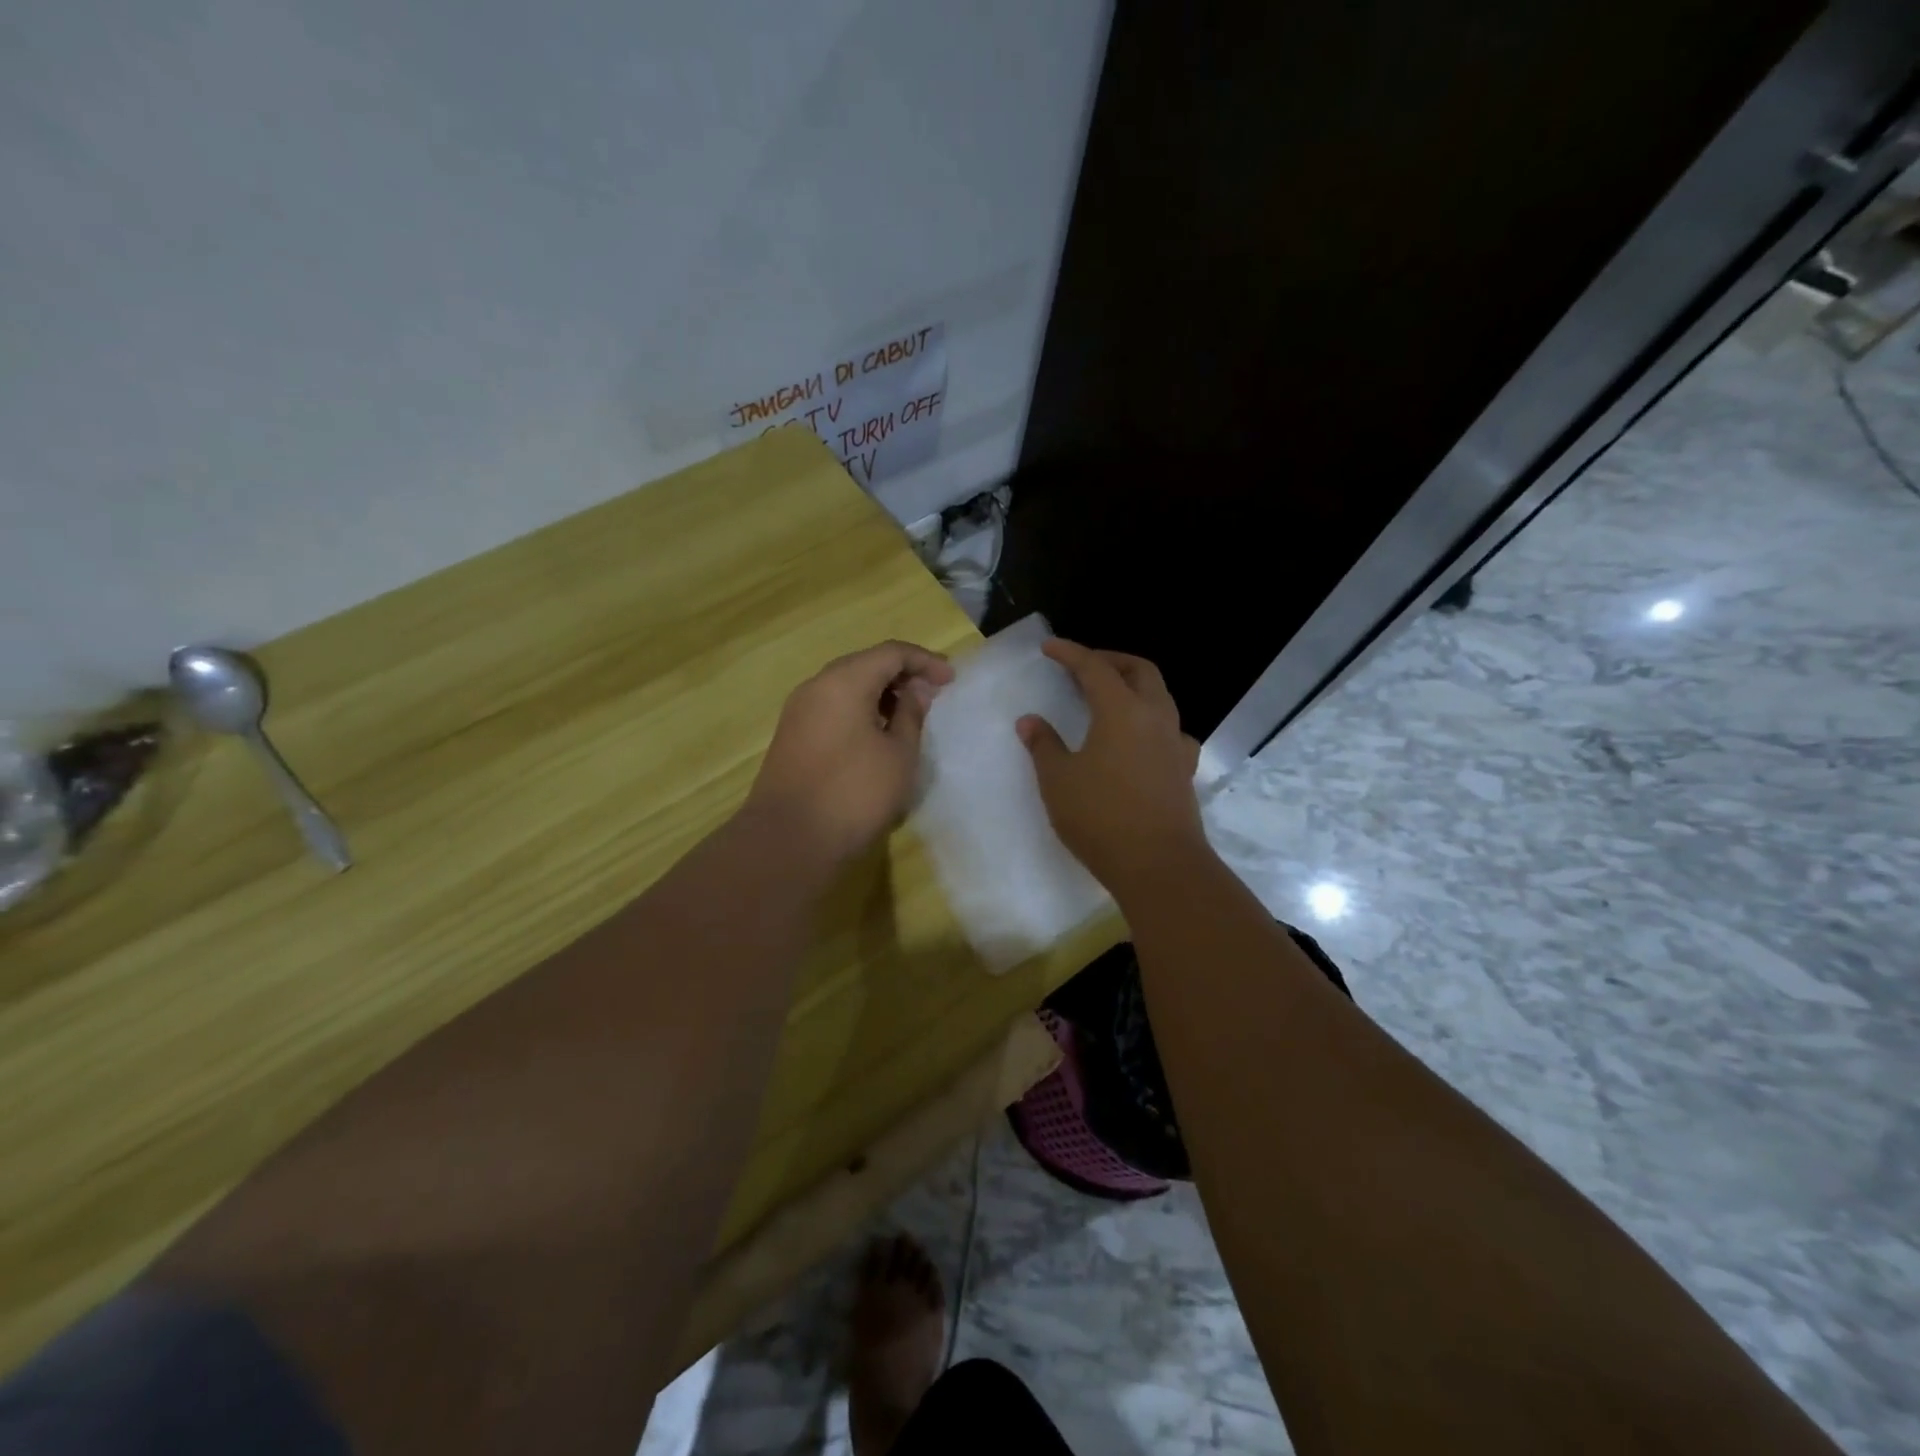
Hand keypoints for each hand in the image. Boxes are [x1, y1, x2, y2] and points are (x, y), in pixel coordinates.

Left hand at [747, 640, 954, 864]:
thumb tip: (914, 692)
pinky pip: (832, 707)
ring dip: (881, 693)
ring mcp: (799, 711)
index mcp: (844, 681)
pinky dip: (860, 710)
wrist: (788, 840)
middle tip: (932, 696)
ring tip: (909, 717)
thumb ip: (911, 716)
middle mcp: (817, 686)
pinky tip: (878, 735)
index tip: (951, 680)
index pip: (891, 653)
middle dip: (902, 674)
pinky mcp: (792, 735)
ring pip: (847, 686)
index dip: (925, 661)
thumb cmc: (854, 793)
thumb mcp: (898, 755)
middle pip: (865, 664)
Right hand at [1017, 639, 1206, 894]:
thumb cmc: (1101, 817)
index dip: (1070, 653)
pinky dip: (1151, 720)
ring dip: (1134, 686)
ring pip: (1159, 696)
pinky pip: (1170, 729)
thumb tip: (1030, 721)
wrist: (1159, 865)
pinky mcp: (1184, 768)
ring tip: (1109, 698)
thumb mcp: (1059, 780)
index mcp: (1121, 711)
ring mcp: (1175, 743)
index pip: (1094, 667)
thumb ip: (1044, 745)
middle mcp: (1154, 717)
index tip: (1049, 647)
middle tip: (1084, 666)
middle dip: (1110, 659)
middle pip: (1139, 670)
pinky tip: (1139, 739)